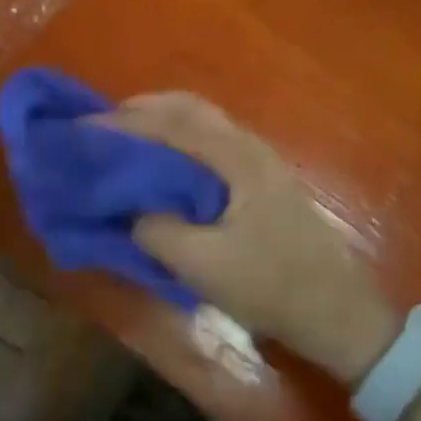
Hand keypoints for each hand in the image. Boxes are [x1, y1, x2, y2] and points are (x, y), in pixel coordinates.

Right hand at [98, 93, 400, 384]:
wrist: (338, 312)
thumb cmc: (273, 287)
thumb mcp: (204, 266)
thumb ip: (157, 231)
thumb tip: (130, 210)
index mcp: (238, 157)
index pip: (172, 121)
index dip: (124, 121)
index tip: (82, 129)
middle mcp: (249, 145)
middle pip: (188, 108)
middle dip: (140, 111)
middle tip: (100, 129)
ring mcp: (259, 160)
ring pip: (201, 122)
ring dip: (160, 123)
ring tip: (123, 143)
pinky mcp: (262, 179)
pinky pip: (211, 142)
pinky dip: (178, 141)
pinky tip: (162, 166)